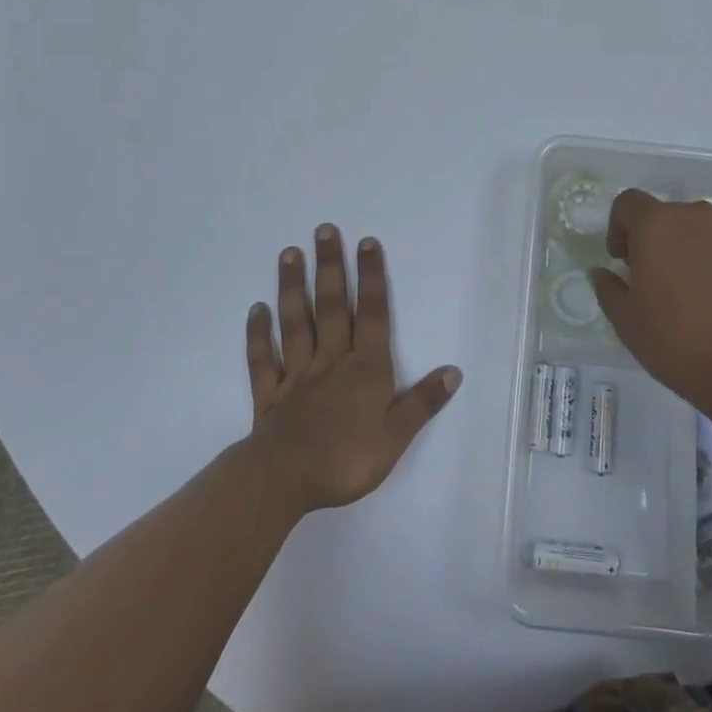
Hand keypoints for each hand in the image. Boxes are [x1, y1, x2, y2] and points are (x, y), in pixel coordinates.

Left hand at [245, 224, 461, 513]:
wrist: (284, 481)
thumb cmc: (346, 459)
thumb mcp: (396, 436)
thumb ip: (423, 402)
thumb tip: (454, 371)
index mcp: (364, 367)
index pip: (372, 314)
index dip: (371, 277)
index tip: (367, 242)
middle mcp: (331, 360)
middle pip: (332, 306)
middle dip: (330, 267)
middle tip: (324, 230)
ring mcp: (297, 375)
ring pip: (296, 323)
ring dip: (293, 287)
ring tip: (289, 253)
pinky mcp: (270, 395)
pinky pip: (263, 359)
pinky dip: (259, 334)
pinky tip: (257, 309)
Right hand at [590, 190, 711, 436]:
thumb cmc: (680, 344)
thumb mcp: (628, 323)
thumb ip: (609, 289)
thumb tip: (601, 272)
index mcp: (656, 225)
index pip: (628, 203)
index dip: (620, 227)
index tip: (623, 260)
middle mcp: (697, 215)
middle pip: (669, 216)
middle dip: (660, 240)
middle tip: (661, 280)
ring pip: (706, 230)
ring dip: (696, 248)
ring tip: (701, 290)